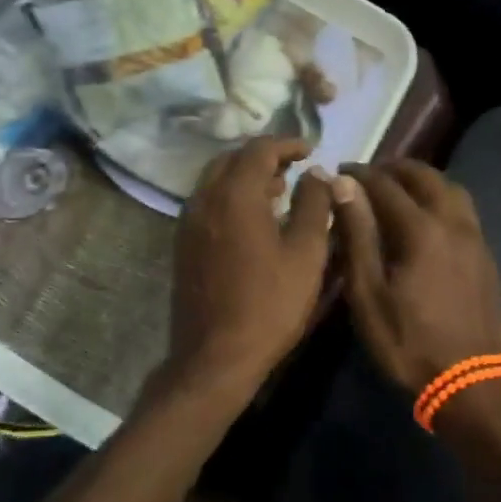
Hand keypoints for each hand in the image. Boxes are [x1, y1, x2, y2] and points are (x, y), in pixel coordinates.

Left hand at [164, 137, 334, 408]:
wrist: (215, 358)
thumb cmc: (270, 304)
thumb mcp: (307, 253)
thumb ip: (315, 204)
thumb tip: (317, 173)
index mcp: (235, 195)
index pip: (259, 149)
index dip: (287, 144)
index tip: (310, 150)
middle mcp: (204, 200)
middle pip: (232, 159)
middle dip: (264, 156)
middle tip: (294, 168)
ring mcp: (188, 223)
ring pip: (216, 180)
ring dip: (246, 176)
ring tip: (279, 191)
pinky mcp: (183, 245)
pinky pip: (208, 202)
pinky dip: (232, 196)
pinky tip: (255, 220)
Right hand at [333, 161, 500, 395]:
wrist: (474, 384)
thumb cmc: (410, 344)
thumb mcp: (369, 295)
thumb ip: (357, 235)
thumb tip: (343, 186)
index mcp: (421, 229)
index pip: (385, 185)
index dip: (360, 175)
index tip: (340, 172)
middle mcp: (453, 222)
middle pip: (425, 177)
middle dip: (395, 169)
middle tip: (369, 176)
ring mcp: (475, 238)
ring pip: (450, 189)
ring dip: (423, 180)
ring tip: (398, 191)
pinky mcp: (486, 255)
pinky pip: (463, 209)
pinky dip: (441, 198)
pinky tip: (427, 218)